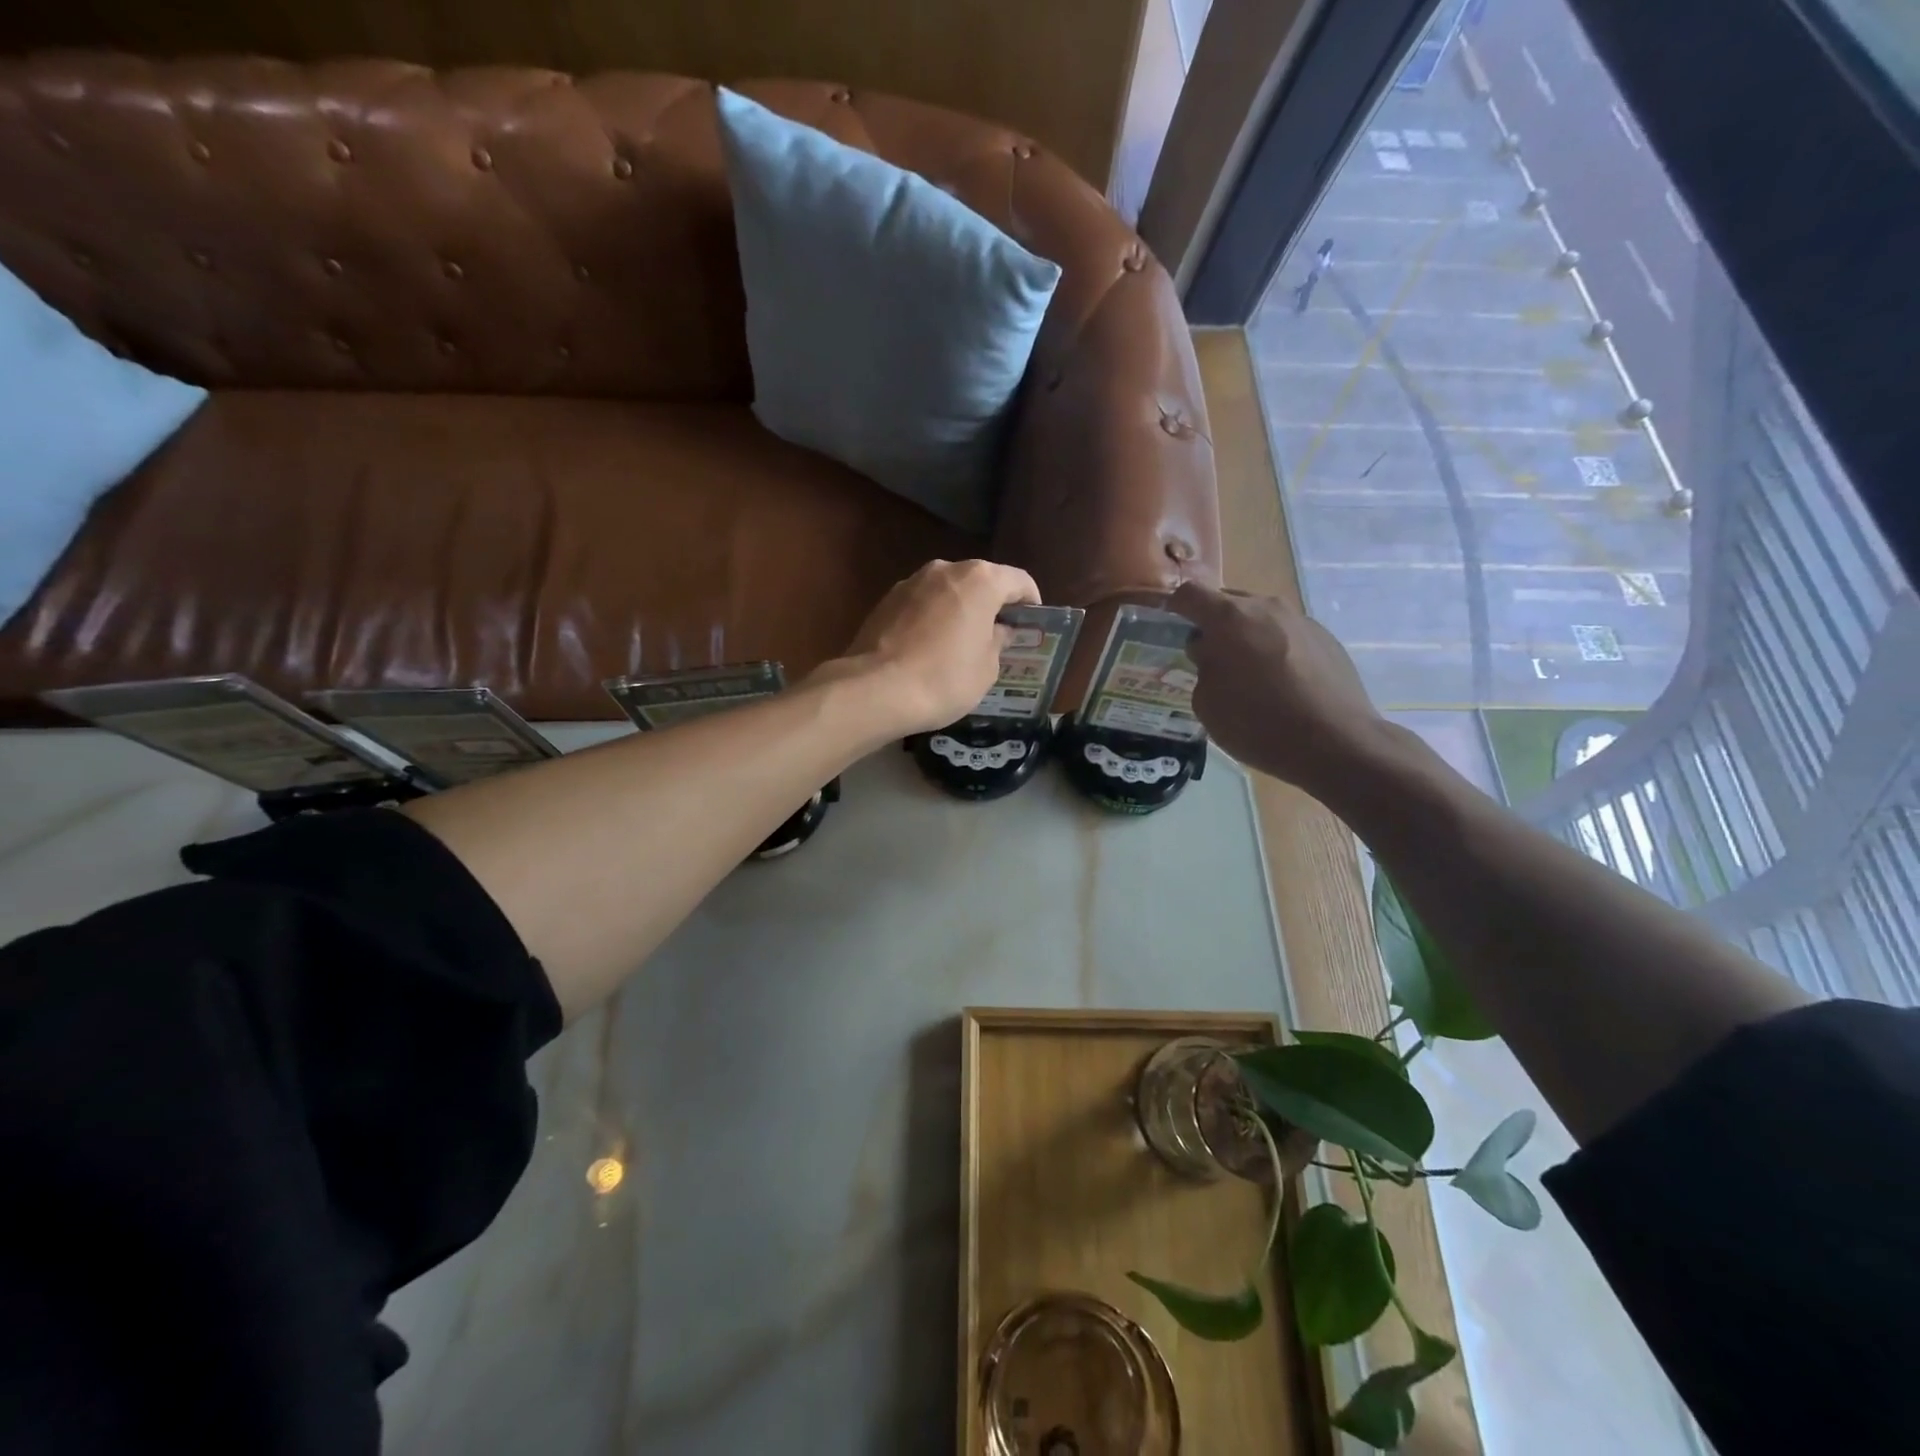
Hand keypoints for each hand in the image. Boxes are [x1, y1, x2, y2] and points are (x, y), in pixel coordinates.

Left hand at [822, 559, 1040, 737]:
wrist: (876, 690)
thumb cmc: (944, 678)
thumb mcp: (987, 668)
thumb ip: (998, 642)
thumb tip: (998, 630)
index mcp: (980, 580)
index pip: (1018, 581)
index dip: (1031, 602)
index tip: (1032, 624)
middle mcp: (946, 569)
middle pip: (980, 581)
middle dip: (992, 605)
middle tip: (999, 635)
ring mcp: (911, 582)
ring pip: (948, 591)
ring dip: (960, 610)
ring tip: (962, 642)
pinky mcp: (886, 600)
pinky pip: (922, 604)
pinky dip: (932, 618)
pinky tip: (930, 647)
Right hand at [1170, 582, 1388, 796]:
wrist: (1336, 742)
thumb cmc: (1259, 724)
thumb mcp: (1208, 704)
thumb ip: (1203, 667)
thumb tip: (1211, 652)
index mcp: (1229, 618)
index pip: (1190, 594)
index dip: (1175, 607)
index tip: (1171, 627)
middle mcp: (1266, 607)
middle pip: (1228, 602)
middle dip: (1214, 624)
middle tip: (1210, 657)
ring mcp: (1300, 620)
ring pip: (1260, 617)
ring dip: (1246, 636)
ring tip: (1249, 674)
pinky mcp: (1326, 638)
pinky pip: (1287, 634)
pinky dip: (1275, 649)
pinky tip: (1281, 684)